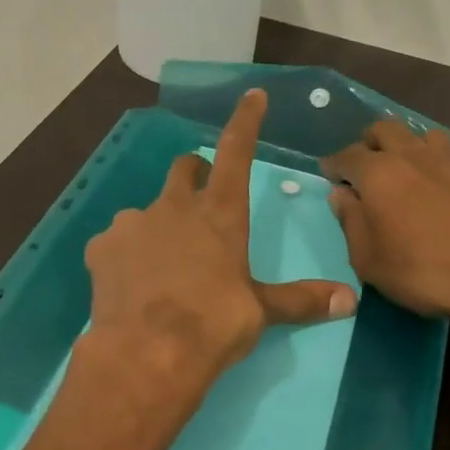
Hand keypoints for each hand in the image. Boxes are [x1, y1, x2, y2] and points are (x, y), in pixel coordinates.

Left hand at [84, 89, 357, 397]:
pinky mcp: (101, 247)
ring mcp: (133, 223)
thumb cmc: (213, 325)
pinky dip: (126, 254)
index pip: (237, 151)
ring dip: (160, 224)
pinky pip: (117, 241)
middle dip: (197, 173)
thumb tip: (349, 301)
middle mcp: (175, 206)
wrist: (147, 354)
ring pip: (148, 209)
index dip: (246, 121)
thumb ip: (301, 300)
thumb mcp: (261, 312)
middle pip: (185, 167)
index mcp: (220, 213)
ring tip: (164, 264)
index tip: (252, 96)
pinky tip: (131, 283)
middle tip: (203, 201)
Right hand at [323, 118, 449, 321]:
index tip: (327, 176)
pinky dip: (427, 157)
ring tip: (397, 171)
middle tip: (361, 171)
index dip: (333, 165)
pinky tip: (427, 182)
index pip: (346, 155)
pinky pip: (441, 150)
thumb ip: (350, 221)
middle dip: (366, 144)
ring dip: (401, 144)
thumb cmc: (420, 271)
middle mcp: (409, 156)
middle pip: (382, 129)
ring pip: (416, 133)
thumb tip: (341, 195)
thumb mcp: (368, 259)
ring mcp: (444, 161)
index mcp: (378, 173)